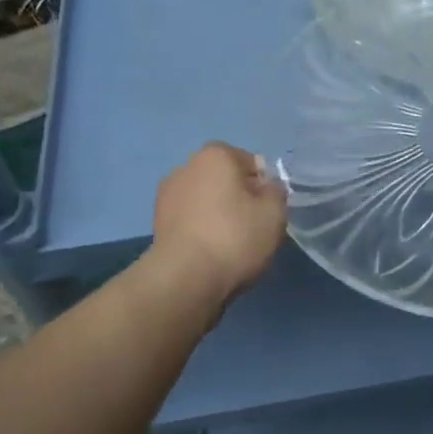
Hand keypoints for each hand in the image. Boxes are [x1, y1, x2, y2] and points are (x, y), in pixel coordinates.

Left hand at [150, 142, 288, 302]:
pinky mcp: (157, 224)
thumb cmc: (235, 237)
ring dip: (217, 216)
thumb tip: (265, 188)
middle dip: (238, 199)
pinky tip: (211, 254)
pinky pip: (190, 221)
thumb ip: (276, 192)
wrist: (185, 278)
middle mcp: (186, 167)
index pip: (249, 162)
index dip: (263, 186)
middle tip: (253, 228)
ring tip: (231, 246)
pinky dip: (201, 231)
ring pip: (205, 201)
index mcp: (215, 155)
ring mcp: (166, 196)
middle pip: (224, 180)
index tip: (268, 211)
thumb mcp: (274, 213)